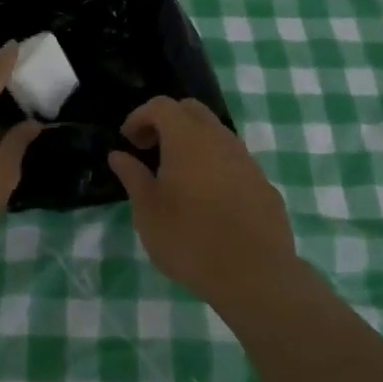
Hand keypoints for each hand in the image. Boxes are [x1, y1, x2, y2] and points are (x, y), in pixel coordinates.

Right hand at [107, 97, 297, 302]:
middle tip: (150, 150)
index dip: (140, 117)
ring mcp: (247, 160)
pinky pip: (234, 160)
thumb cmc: (189, 240)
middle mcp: (220, 139)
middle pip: (192, 110)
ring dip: (193, 143)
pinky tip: (207, 199)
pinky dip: (214, 165)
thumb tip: (119, 155)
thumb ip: (133, 177)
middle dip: (167, 121)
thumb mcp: (148, 211)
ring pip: (216, 134)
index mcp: (187, 138)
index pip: (161, 106)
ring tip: (177, 176)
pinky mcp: (263, 183)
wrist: (254, 275)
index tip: (128, 142)